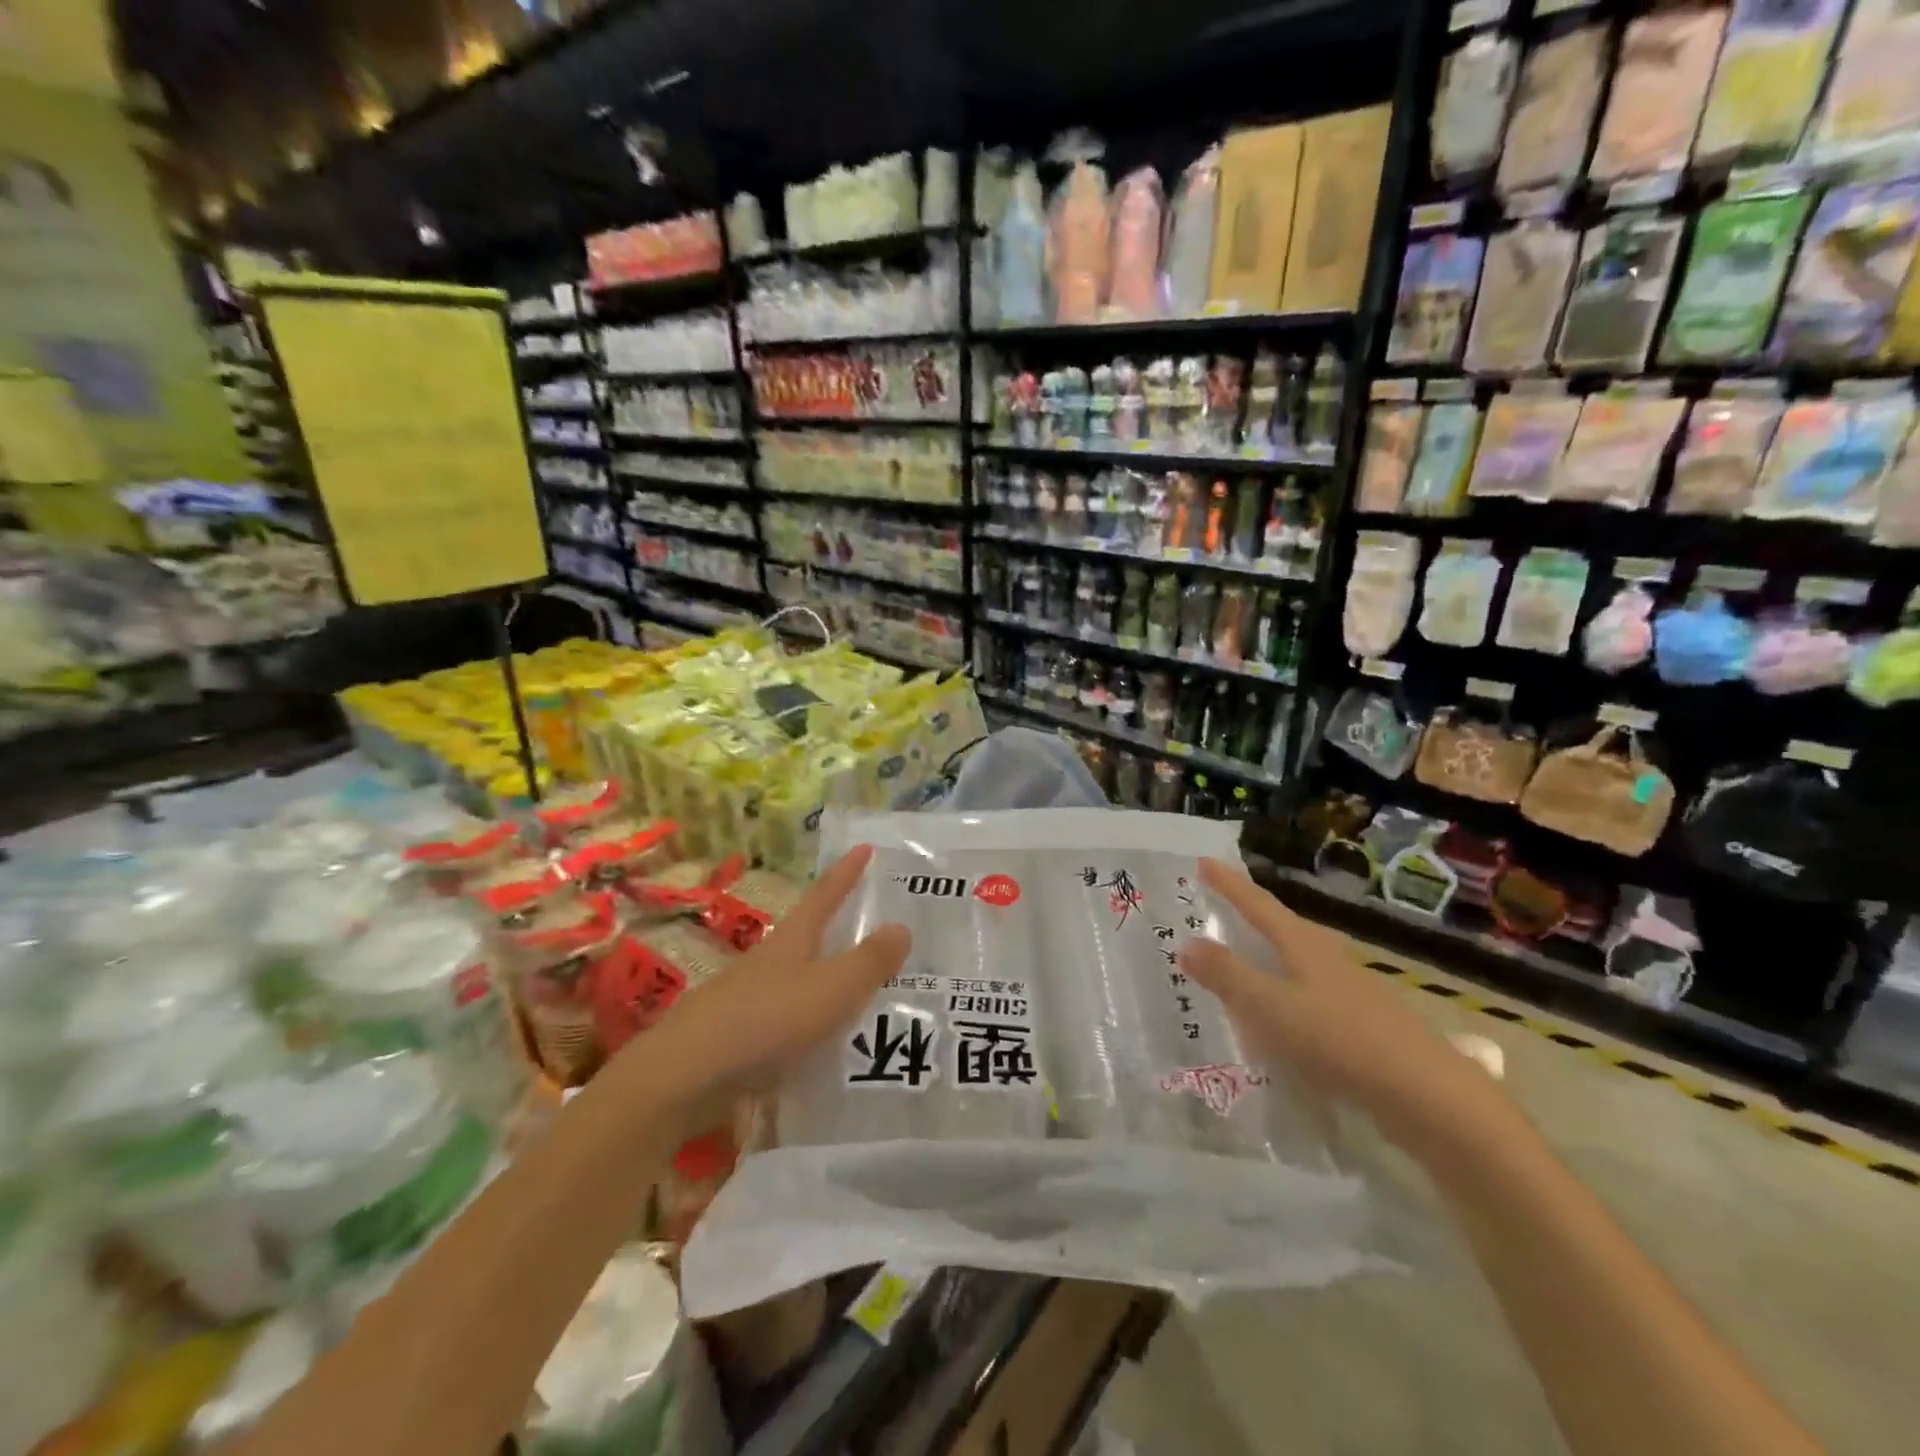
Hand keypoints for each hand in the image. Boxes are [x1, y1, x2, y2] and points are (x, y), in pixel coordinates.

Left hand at [626, 846, 911, 1122]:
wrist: (686, 1076)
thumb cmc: (766, 1019)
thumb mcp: (831, 989)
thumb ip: (868, 962)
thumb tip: (902, 926)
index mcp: (792, 940)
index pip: (825, 895)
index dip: (846, 872)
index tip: (865, 847)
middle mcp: (769, 962)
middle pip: (809, 936)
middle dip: (839, 927)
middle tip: (874, 924)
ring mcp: (749, 999)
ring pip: (798, 980)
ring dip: (827, 980)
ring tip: (863, 992)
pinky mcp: (739, 1037)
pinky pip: (787, 1020)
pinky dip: (811, 1023)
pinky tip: (825, 1044)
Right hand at [1179, 857, 1515, 1158]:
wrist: (1426, 1096)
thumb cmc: (1339, 1039)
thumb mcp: (1271, 1006)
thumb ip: (1227, 975)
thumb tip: (1185, 942)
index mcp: (1303, 945)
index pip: (1257, 904)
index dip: (1229, 884)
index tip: (1204, 861)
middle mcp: (1326, 958)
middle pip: (1281, 928)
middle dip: (1248, 916)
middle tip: (1218, 908)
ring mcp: (1347, 991)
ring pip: (1295, 964)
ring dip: (1265, 959)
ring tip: (1239, 963)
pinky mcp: (1359, 1025)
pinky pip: (1306, 998)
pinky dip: (1281, 998)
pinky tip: (1275, 1022)